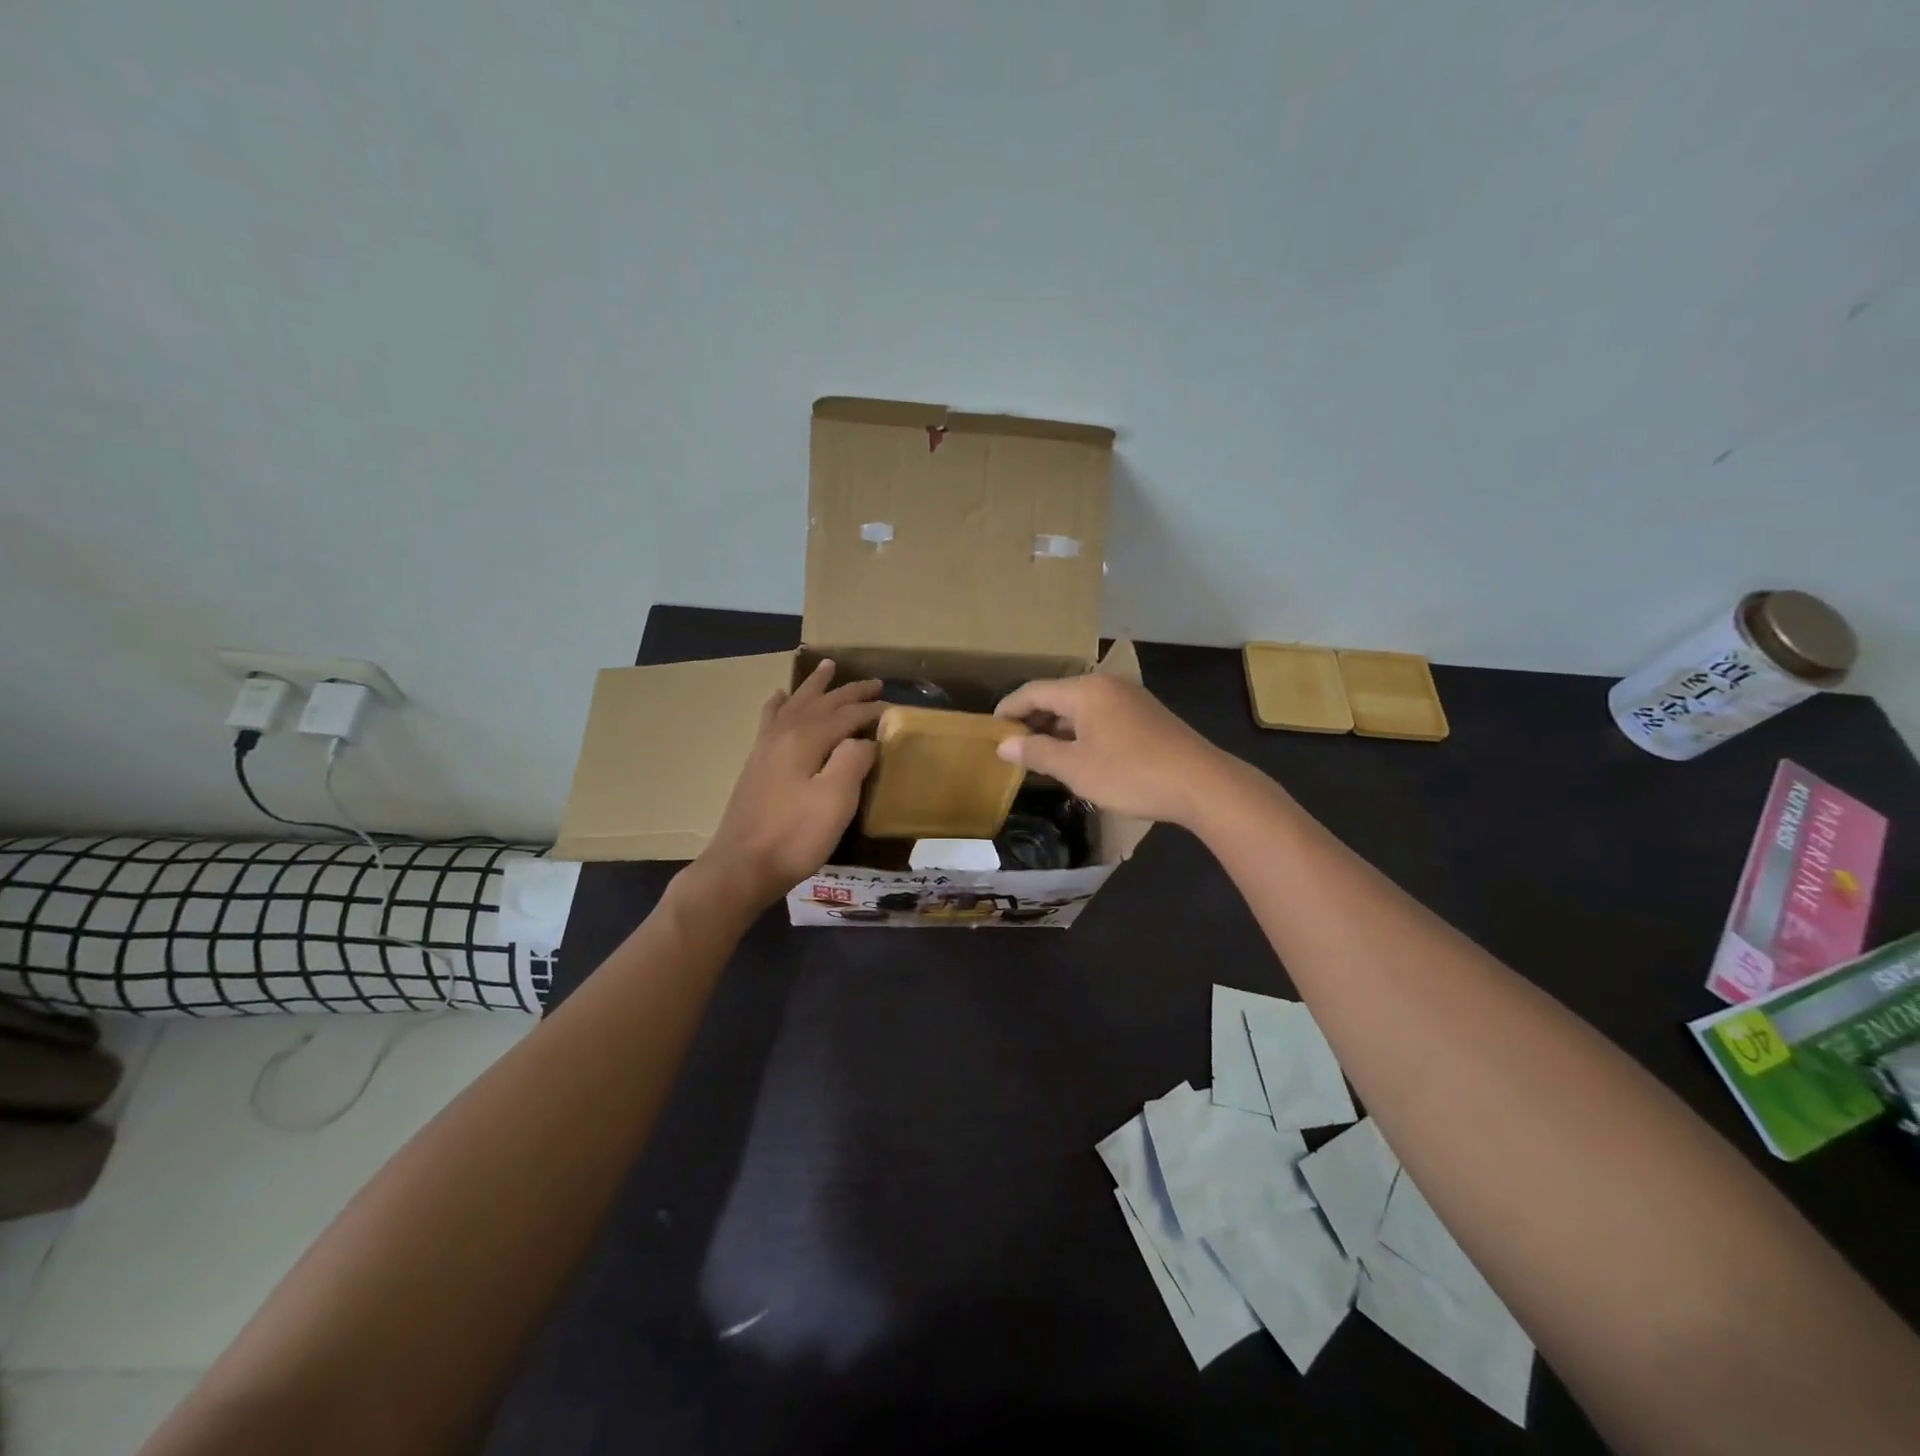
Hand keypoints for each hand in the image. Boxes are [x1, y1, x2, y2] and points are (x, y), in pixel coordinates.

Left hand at [695, 661, 883, 908]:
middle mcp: (784, 734)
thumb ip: (854, 761)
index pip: (847, 714)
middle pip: (822, 703)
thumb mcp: (836, 799)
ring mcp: (766, 748)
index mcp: (806, 739)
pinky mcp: (756, 764)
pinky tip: (778, 697)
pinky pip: (770, 721)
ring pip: (795, 705)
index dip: (873, 710)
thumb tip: (865, 740)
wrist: (741, 867)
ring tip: (827, 666)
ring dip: (814, 686)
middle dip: (849, 692)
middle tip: (875, 682)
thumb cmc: (795, 836)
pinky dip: (778, 705)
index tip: (896, 708)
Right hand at [994, 674, 1231, 827]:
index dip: (1009, 708)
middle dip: (1033, 717)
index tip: (990, 727)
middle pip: (1058, 695)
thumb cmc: (1130, 773)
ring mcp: (1130, 698)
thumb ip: (1036, 752)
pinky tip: (1078, 753)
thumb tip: (1004, 744)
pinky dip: (1081, 730)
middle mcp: (1106, 685)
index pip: (1034, 691)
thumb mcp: (1075, 768)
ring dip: (1057, 726)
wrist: (1200, 783)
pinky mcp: (1146, 715)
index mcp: (1085, 691)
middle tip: (1012, 743)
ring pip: (1081, 707)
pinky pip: (1101, 715)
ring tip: (1039, 751)